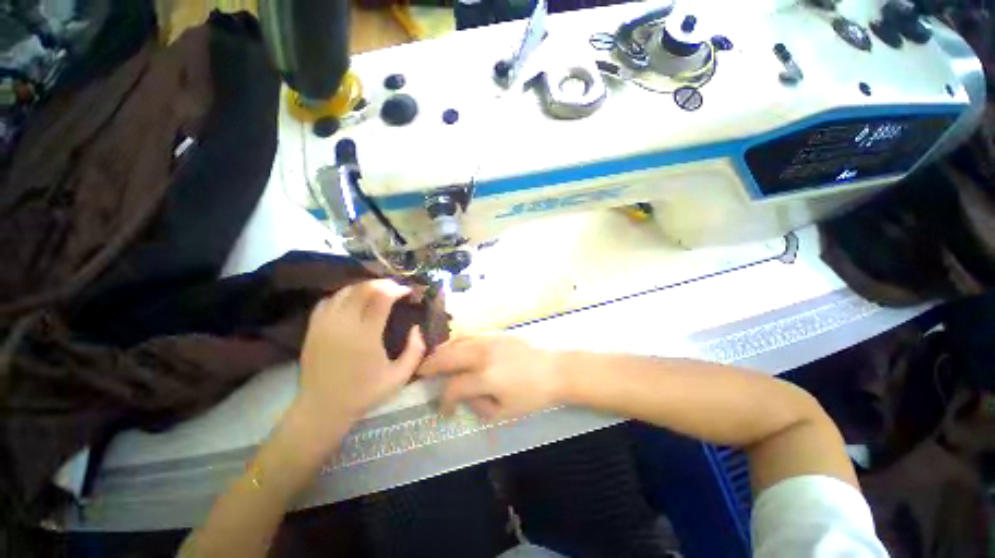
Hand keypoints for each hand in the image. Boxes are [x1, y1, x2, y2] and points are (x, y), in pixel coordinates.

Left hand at [295, 280, 425, 436]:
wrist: (322, 409)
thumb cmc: (364, 393)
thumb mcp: (399, 377)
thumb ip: (415, 350)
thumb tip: (417, 327)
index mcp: (365, 336)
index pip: (381, 297)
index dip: (397, 289)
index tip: (407, 291)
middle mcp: (343, 324)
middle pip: (362, 288)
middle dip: (382, 283)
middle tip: (395, 288)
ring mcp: (324, 324)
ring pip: (345, 291)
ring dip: (364, 287)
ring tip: (377, 292)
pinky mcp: (312, 328)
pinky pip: (329, 300)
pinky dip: (344, 295)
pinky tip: (353, 301)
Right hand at [417, 335, 560, 420]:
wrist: (555, 369)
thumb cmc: (533, 395)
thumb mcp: (506, 412)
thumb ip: (479, 406)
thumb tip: (465, 397)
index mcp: (486, 376)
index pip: (454, 387)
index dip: (444, 401)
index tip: (444, 410)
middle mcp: (483, 354)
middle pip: (447, 356)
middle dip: (430, 366)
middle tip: (420, 373)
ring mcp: (489, 340)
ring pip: (456, 341)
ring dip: (442, 352)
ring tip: (434, 360)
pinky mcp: (496, 334)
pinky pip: (470, 335)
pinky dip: (457, 342)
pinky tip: (455, 349)